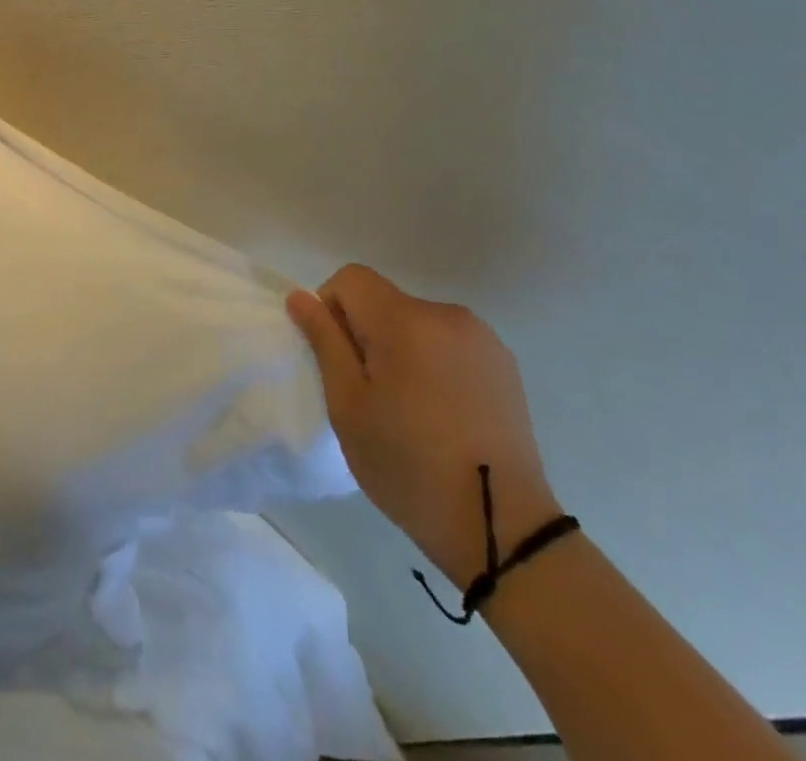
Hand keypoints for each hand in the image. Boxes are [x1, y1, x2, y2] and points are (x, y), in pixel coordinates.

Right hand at [287, 265, 559, 589]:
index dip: (331, 308)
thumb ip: (324, 341)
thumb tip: (301, 297)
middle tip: (370, 394)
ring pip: (416, 322)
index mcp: (405, 320)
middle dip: (367, 333)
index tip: (338, 360)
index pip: (351, 278)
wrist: (502, 527)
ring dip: (401, 347)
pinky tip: (444, 413)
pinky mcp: (504, 364)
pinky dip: (433, 361)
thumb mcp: (348, 406)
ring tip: (410, 408)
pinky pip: (448, 342)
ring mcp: (481, 338)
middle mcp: (446, 314)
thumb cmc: (409, 466)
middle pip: (384, 300)